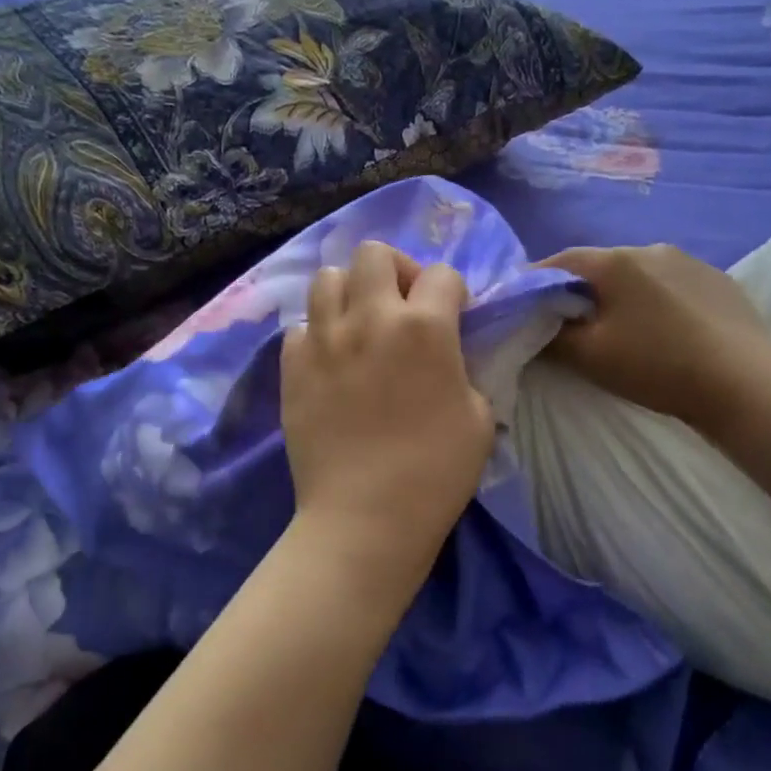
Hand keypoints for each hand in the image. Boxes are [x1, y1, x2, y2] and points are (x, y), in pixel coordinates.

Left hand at [281, 241, 493, 600]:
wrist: (364, 518)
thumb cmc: (435, 472)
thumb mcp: (480, 417)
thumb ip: (465, 369)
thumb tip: (448, 355)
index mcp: (425, 327)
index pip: (442, 273)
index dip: (454, 292)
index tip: (455, 318)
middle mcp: (370, 318)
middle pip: (373, 252)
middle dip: (395, 270)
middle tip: (402, 307)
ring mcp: (323, 339)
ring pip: (328, 277)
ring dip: (350, 293)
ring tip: (361, 326)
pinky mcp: (291, 366)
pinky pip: (301, 327)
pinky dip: (318, 334)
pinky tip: (332, 363)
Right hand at [535, 244, 770, 426]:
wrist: (743, 380)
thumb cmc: (656, 364)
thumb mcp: (590, 356)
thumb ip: (552, 336)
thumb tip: (533, 324)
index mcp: (615, 261)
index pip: (560, 261)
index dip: (535, 282)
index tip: (521, 304)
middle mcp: (651, 248)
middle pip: (600, 266)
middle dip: (579, 289)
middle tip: (569, 320)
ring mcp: (690, 261)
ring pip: (638, 274)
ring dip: (620, 293)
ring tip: (619, 325)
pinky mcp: (718, 281)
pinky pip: (671, 284)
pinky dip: (655, 300)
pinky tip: (664, 328)